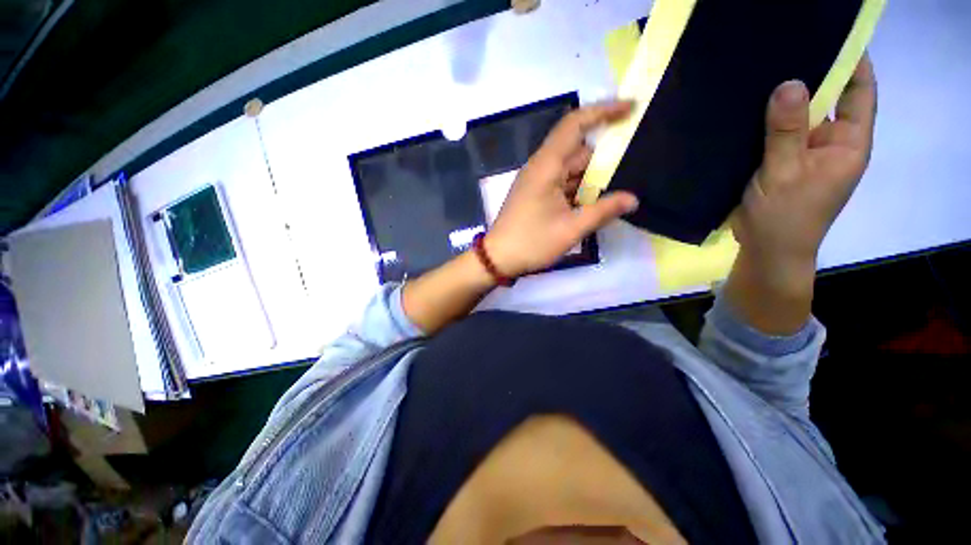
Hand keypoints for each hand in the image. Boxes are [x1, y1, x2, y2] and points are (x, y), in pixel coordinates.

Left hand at [484, 101, 639, 277]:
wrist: (497, 258)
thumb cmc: (531, 243)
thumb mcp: (570, 229)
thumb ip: (603, 211)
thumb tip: (633, 199)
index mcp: (546, 166)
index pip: (574, 125)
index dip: (603, 111)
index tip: (631, 109)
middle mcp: (541, 168)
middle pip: (577, 150)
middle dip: (605, 157)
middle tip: (636, 163)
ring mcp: (537, 182)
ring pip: (571, 169)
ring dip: (593, 177)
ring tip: (622, 185)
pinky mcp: (535, 194)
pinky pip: (562, 183)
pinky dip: (580, 189)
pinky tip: (596, 201)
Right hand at [732, 55, 877, 283]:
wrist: (766, 250)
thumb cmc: (784, 216)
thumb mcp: (784, 173)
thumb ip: (788, 131)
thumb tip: (791, 82)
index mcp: (848, 142)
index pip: (859, 89)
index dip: (852, 59)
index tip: (829, 31)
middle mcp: (832, 141)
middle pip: (828, 97)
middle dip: (809, 73)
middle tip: (780, 46)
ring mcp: (806, 151)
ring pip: (799, 115)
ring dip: (783, 98)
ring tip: (760, 72)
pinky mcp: (783, 161)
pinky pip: (778, 133)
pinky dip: (766, 120)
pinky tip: (747, 109)